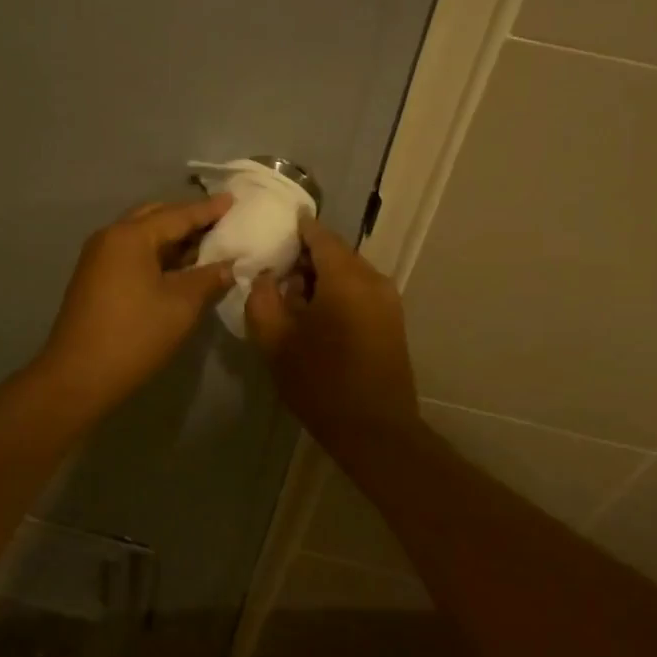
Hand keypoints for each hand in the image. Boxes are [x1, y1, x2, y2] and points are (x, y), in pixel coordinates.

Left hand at [37, 195, 235, 411]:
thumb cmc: (135, 335)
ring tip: (205, 245)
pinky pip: (132, 255)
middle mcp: (110, 237)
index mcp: (131, 236)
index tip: (234, 200)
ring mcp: (98, 259)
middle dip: (187, 220)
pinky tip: (179, 269)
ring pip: (142, 237)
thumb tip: (229, 265)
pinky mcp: (95, 279)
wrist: (79, 377)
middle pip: (155, 218)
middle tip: (220, 224)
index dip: (208, 210)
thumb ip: (209, 278)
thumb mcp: (182, 305)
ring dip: (172, 240)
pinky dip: (157, 256)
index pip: (178, 215)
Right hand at [245, 214, 419, 443]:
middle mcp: (373, 279)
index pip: (320, 235)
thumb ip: (263, 299)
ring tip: (293, 296)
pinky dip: (338, 292)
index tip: (276, 226)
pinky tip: (317, 315)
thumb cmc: (321, 383)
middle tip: (276, 268)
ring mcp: (388, 300)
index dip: (297, 228)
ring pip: (350, 273)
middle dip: (307, 256)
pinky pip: (361, 291)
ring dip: (323, 277)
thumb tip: (266, 276)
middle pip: (337, 253)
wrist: (375, 430)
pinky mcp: (393, 320)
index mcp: (346, 277)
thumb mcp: (276, 342)